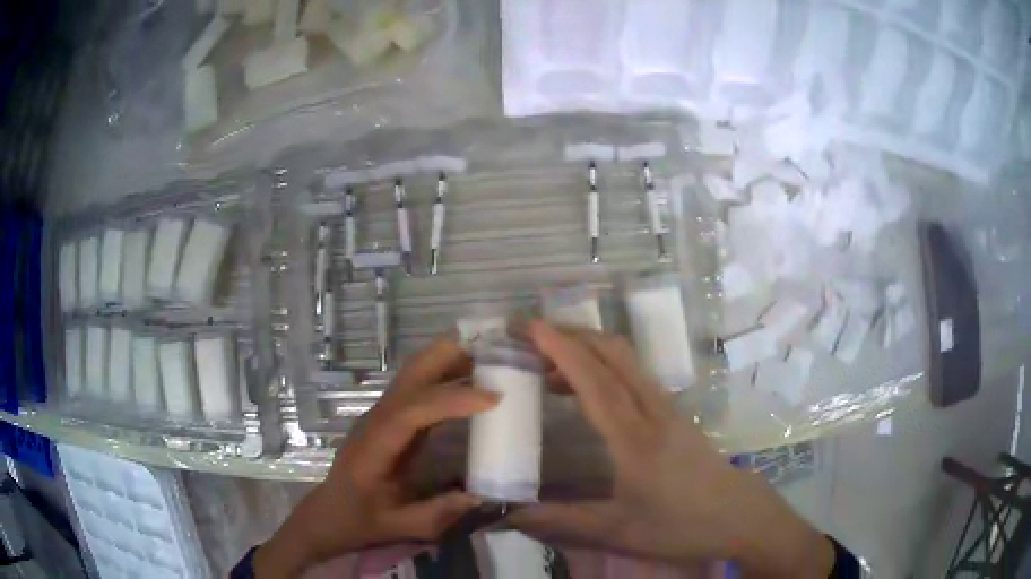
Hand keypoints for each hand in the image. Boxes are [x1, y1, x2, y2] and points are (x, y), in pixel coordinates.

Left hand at [255, 337, 497, 576]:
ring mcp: (382, 413)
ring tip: (493, 357)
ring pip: (415, 372)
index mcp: (374, 446)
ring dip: (451, 358)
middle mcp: (377, 419)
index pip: (411, 411)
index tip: (493, 398)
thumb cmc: (358, 519)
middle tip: (498, 351)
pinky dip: (447, 374)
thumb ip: (438, 513)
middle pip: (410, 373)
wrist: (329, 512)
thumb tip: (483, 494)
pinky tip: (473, 379)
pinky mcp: (391, 416)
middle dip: (451, 355)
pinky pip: (419, 386)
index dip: (451, 400)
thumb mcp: (399, 527)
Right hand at [512, 322, 834, 576]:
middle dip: (571, 335)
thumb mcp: (618, 531)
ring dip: (588, 350)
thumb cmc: (681, 525)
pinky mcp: (675, 415)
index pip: (594, 381)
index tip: (530, 327)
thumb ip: (563, 521)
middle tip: (531, 338)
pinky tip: (588, 393)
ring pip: (627, 361)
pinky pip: (635, 377)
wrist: (739, 516)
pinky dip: (604, 368)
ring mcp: (668, 409)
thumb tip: (510, 515)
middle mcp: (653, 411)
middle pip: (614, 353)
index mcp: (635, 438)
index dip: (560, 349)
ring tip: (548, 368)